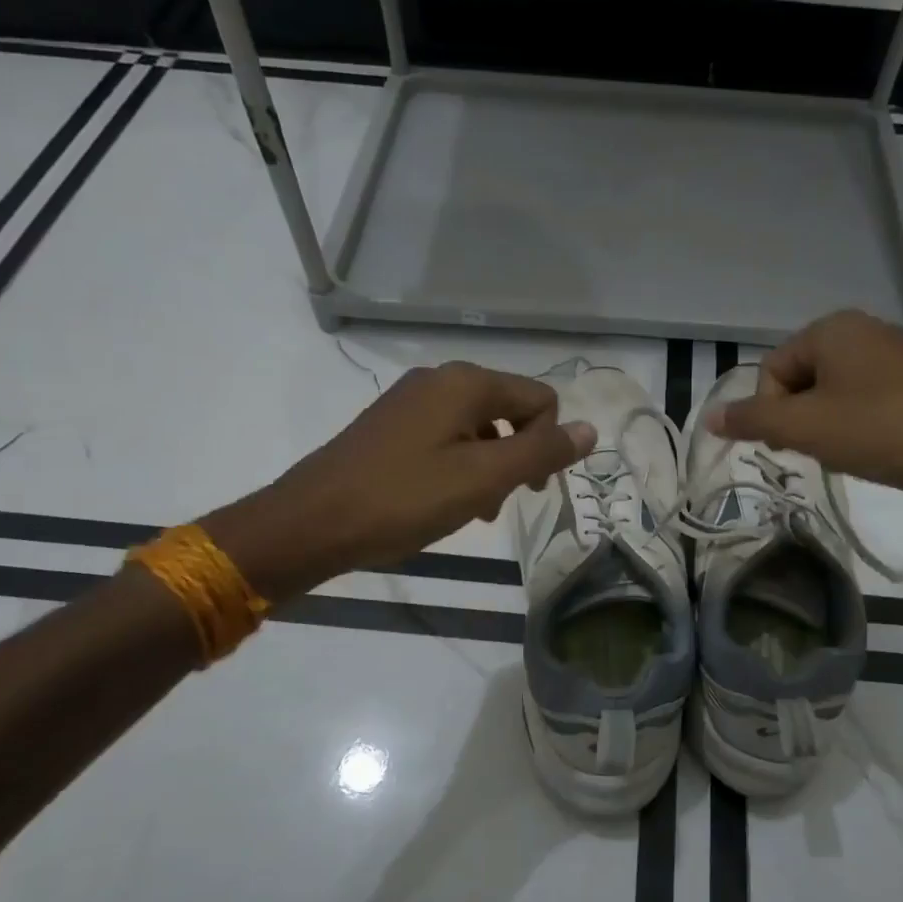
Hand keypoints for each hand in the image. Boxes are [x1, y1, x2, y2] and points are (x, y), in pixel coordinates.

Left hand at [205, 362, 595, 596]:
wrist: (310, 522)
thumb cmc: (403, 500)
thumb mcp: (483, 479)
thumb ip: (541, 452)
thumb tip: (591, 429)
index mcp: (466, 383)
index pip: (541, 400)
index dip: (547, 445)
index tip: (528, 491)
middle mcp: (440, 379)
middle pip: (509, 411)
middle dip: (516, 457)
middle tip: (497, 504)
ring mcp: (410, 400)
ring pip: (478, 428)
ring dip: (488, 468)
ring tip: (470, 511)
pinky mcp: (390, 425)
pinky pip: (445, 438)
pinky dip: (458, 467)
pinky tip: (442, 503)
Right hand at [707, 310, 902, 524]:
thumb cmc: (879, 431)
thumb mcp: (804, 427)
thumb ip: (751, 419)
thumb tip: (710, 417)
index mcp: (833, 328)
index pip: (772, 370)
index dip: (770, 411)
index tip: (789, 444)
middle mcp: (865, 330)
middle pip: (802, 379)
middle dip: (798, 418)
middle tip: (816, 451)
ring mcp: (897, 355)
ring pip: (834, 393)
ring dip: (826, 425)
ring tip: (847, 453)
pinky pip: (867, 400)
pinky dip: (858, 426)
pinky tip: (874, 450)